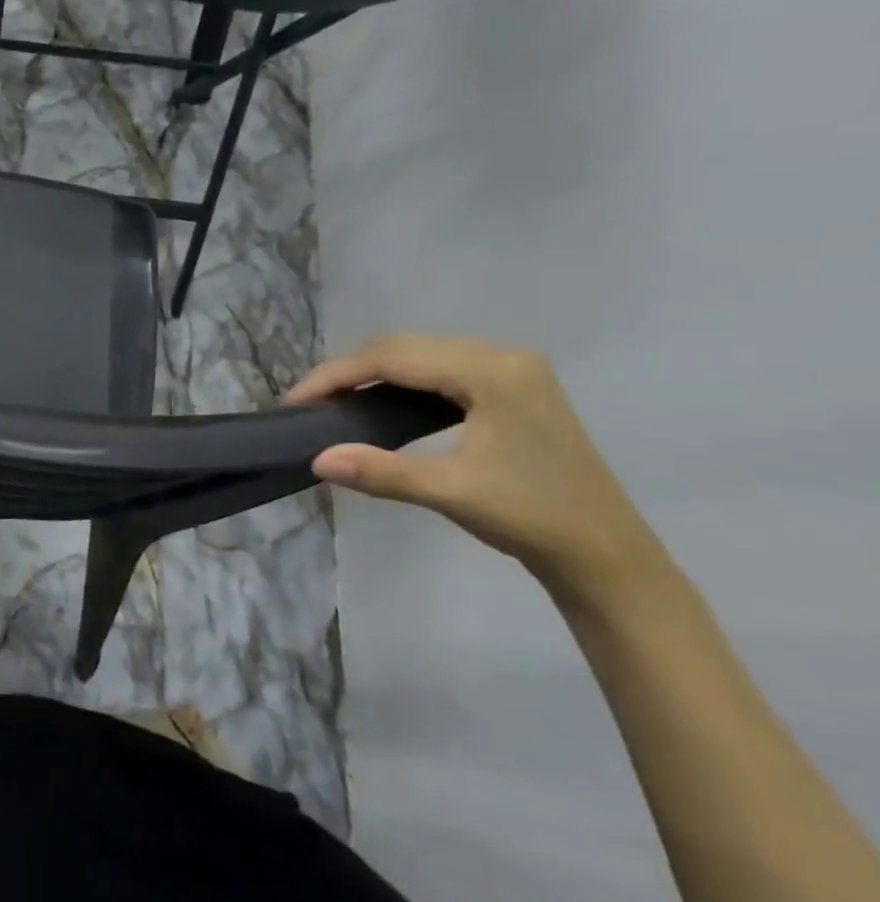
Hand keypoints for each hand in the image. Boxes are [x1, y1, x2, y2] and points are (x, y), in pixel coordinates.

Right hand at [286, 334, 666, 600]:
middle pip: (404, 347)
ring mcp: (512, 368)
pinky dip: (399, 379)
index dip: (336, 375)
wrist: (606, 554)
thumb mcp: (451, 492)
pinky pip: (439, 367)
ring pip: (420, 353)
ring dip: (372, 372)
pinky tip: (380, 401)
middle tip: (309, 401)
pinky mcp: (513, 385)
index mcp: (492, 372)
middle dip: (349, 370)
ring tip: (335, 400)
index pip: (394, 358)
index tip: (295, 400)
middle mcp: (503, 356)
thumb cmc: (532, 517)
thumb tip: (316, 459)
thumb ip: (381, 471)